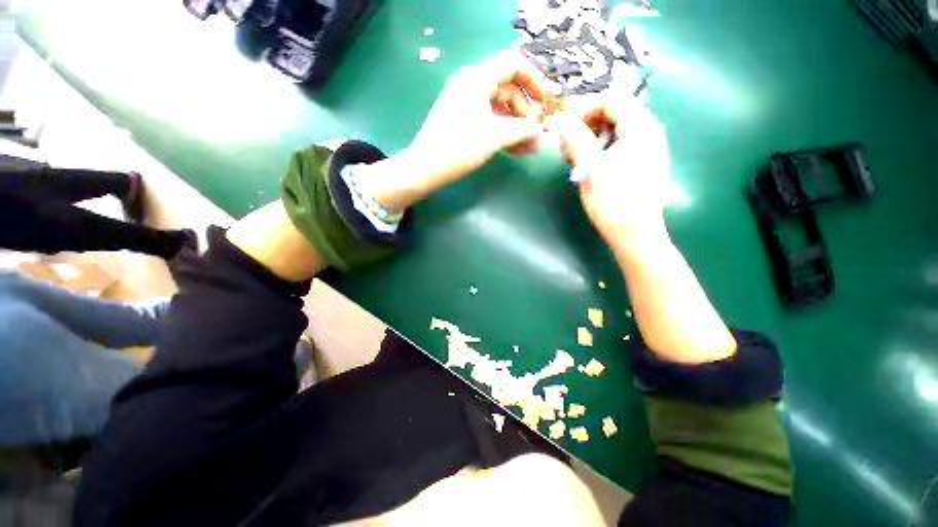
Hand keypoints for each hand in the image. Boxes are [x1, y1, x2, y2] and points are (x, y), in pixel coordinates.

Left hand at [404, 50, 548, 189]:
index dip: (534, 79)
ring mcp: (465, 105)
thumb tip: (540, 130)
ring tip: (528, 146)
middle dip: (525, 110)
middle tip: (536, 133)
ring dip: (516, 125)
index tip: (546, 101)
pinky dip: (502, 132)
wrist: (425, 168)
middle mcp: (471, 86)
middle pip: (508, 88)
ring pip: (499, 108)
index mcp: (477, 78)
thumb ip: (522, 130)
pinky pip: (489, 121)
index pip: (513, 64)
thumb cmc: (459, 147)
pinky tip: (514, 148)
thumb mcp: (494, 136)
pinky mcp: (462, 122)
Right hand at [546, 97, 671, 249]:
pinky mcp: (643, 165)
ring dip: (591, 138)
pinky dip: (601, 149)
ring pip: (615, 131)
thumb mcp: (589, 167)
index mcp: (640, 128)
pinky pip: (620, 146)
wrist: (635, 234)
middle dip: (586, 123)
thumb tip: (559, 118)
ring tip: (573, 156)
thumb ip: (575, 139)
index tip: (563, 120)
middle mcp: (649, 133)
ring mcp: (648, 150)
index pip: (612, 99)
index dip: (585, 105)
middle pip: (615, 114)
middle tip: (566, 142)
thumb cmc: (612, 200)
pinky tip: (589, 165)